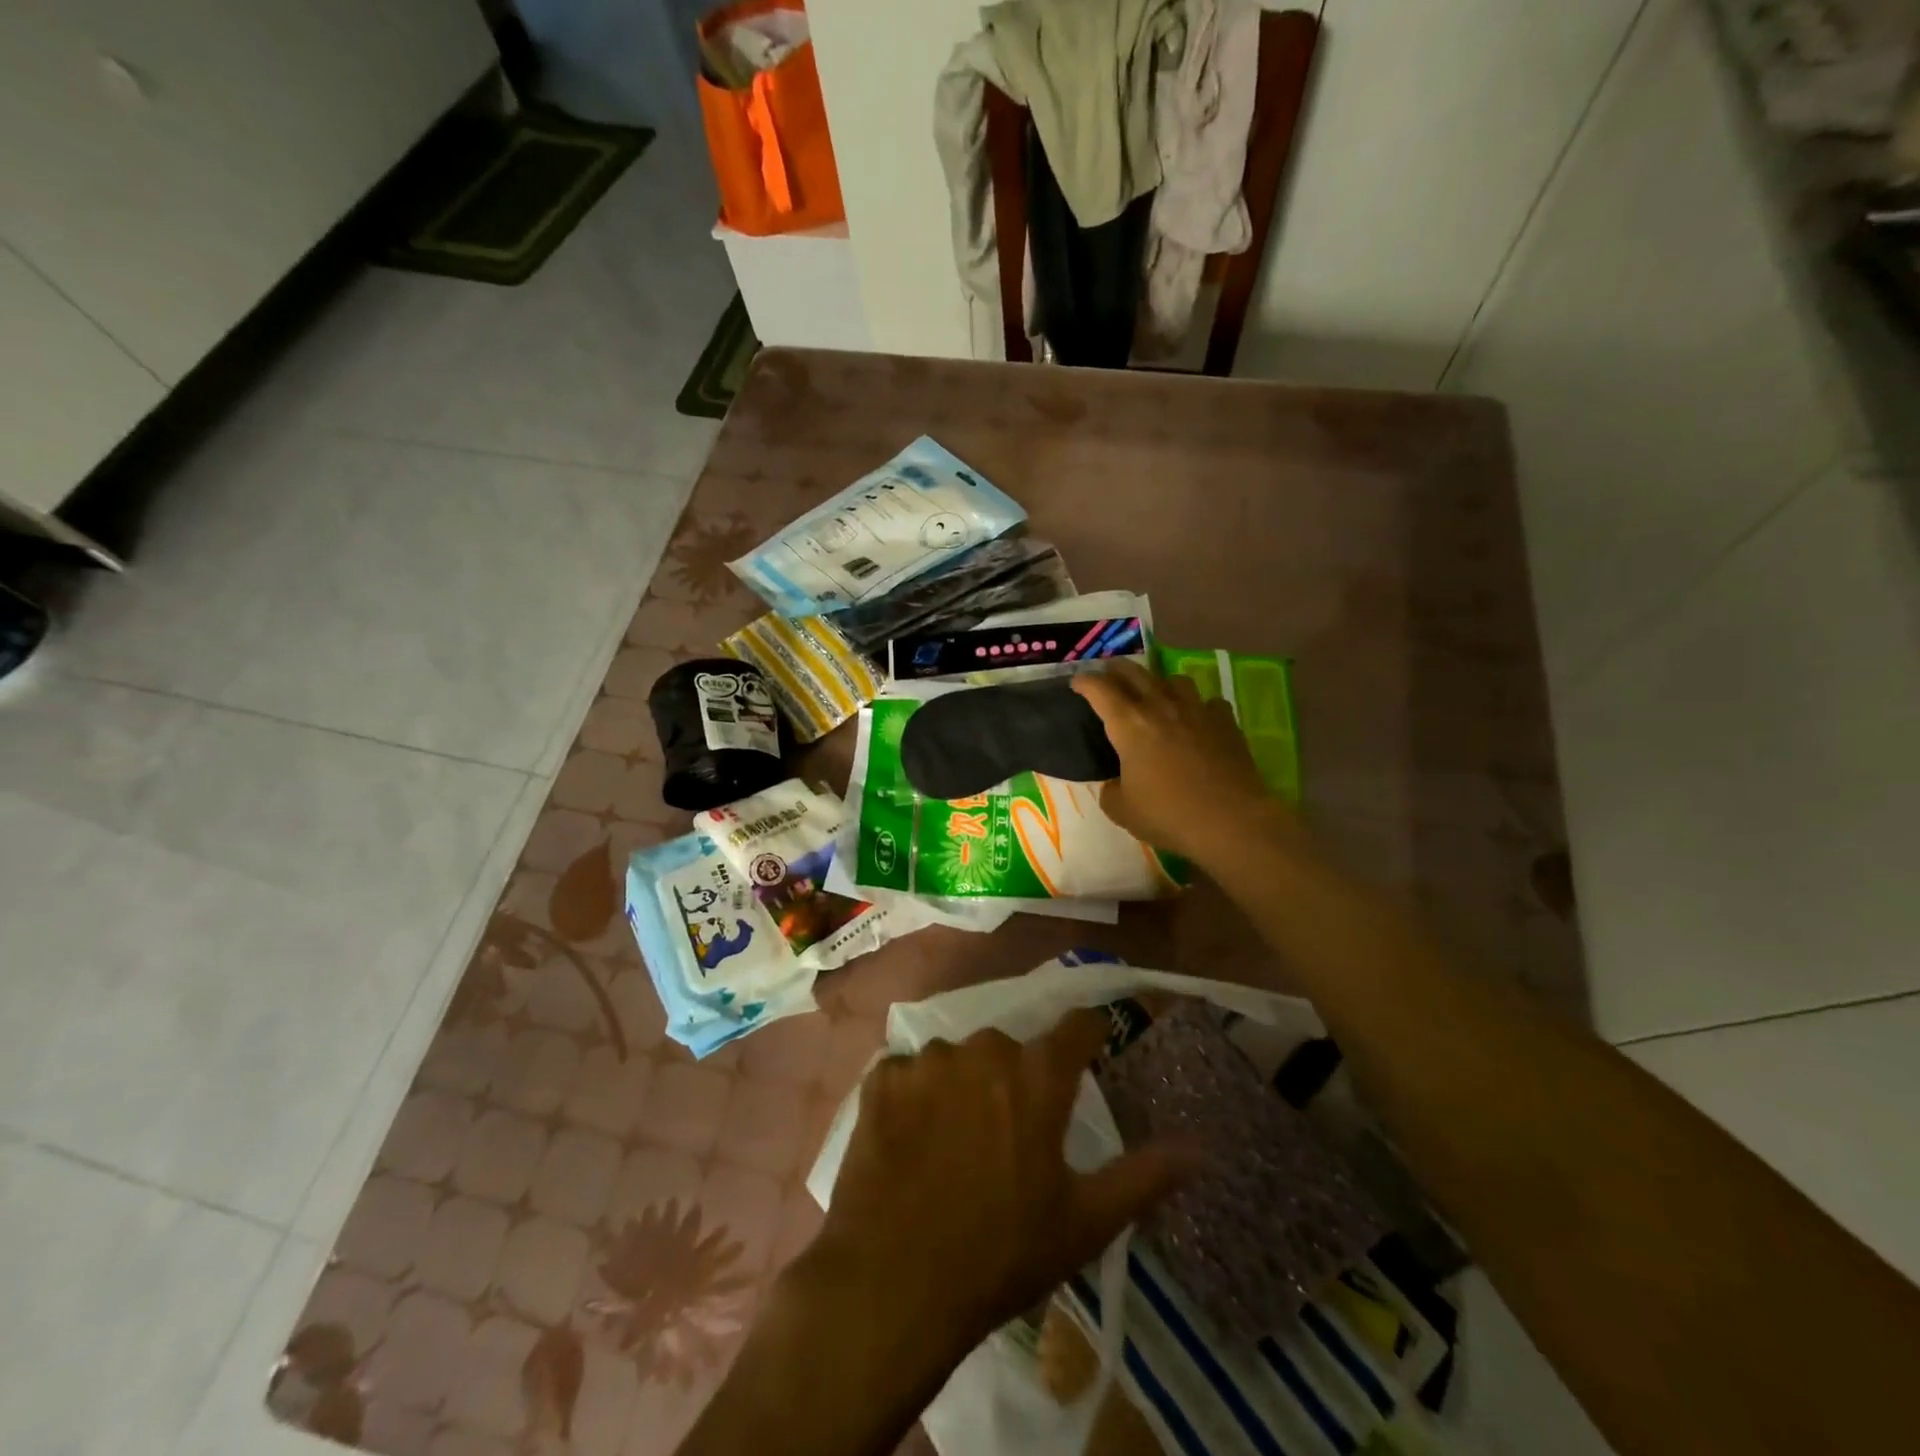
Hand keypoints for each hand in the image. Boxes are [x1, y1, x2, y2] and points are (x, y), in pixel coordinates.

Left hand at [808, 1009, 1185, 1362]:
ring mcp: (927, 1059)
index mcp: (1037, 1074)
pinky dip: (914, 1099)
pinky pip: (909, 1074)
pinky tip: (910, 1144)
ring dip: (961, 1088)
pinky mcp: (881, 1077)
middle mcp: (984, 1048)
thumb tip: (1203, 1147)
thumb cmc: (1001, 1254)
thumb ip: (1144, 1175)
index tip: (1091, 1048)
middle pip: (1011, 1048)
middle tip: (1007, 1137)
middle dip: (1014, 1081)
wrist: (893, 1285)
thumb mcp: (1084, 1222)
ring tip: (952, 1146)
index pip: (1078, 1025)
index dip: (1089, 1035)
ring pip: (957, 1061)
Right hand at [1073, 659, 1296, 866]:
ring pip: (1174, 680)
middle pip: (1135, 673)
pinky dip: (1198, 706)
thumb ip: (1111, 790)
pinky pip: (1208, 702)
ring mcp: (1197, 711)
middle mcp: (1161, 708)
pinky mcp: (1226, 722)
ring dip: (1159, 682)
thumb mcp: (1121, 810)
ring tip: (1155, 693)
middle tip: (1109, 673)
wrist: (1231, 821)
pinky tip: (1197, 719)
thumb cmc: (1168, 816)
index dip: (1085, 682)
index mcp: (1129, 726)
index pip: (1100, 690)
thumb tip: (1116, 783)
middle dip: (1116, 670)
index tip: (1077, 682)